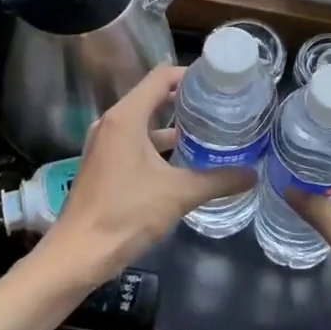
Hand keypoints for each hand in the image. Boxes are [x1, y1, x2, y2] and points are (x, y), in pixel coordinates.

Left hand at [36, 63, 255, 284]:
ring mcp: (105, 144)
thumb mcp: (178, 194)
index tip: (218, 82)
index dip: (190, 74)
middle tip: (220, 105)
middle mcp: (112, 123)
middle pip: (153, 96)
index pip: (161, 77)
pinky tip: (183, 160)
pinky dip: (158, 144)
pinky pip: (135, 141)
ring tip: (208, 130)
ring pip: (144, 122)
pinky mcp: (103, 164)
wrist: (77, 255)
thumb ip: (218, 180)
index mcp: (126, 117)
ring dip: (173, 124)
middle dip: (185, 99)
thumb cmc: (125, 214)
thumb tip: (253, 174)